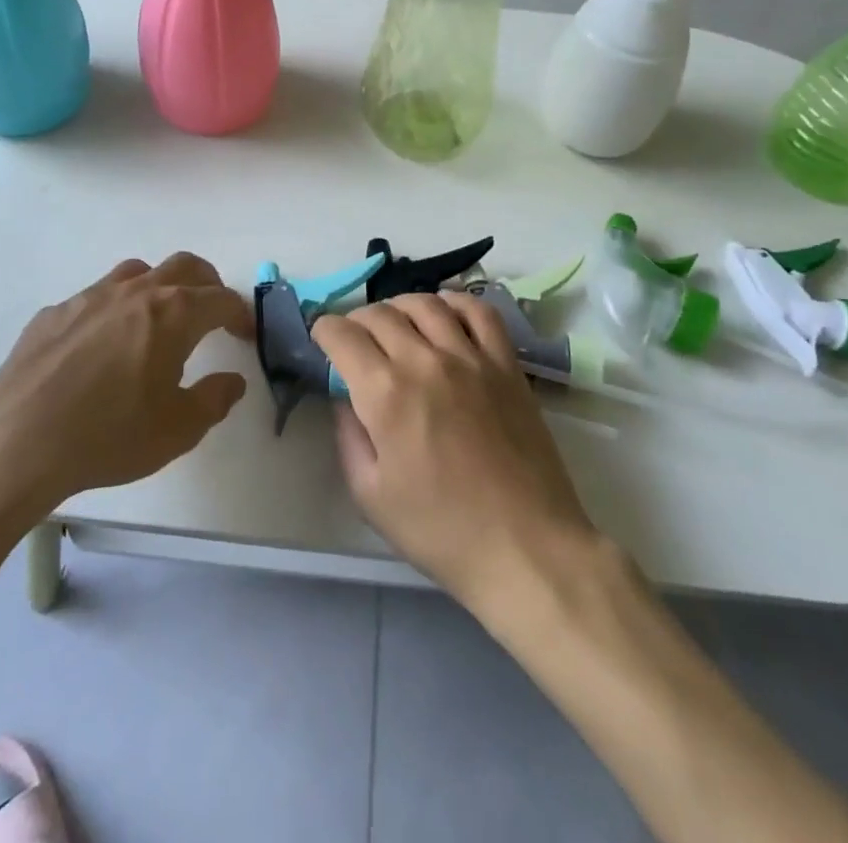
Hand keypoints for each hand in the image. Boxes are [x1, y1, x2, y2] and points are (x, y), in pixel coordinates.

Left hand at [0, 253, 253, 537]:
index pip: (221, 298)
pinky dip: (114, 308)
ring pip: (137, 273)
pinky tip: (102, 345)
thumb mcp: (177, 430)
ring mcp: (91, 296)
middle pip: (184, 266)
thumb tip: (232, 380)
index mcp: (173, 313)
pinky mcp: (55, 312)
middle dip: (207, 283)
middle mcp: (136, 292)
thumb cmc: (109, 435)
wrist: (17, 440)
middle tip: (213, 312)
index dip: (240, 313)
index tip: (244, 333)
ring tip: (159, 319)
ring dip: (160, 286)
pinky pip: (96, 296)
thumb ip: (214, 399)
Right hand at [314, 292, 603, 618]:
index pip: (342, 335)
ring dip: (399, 307)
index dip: (324, 331)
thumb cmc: (440, 530)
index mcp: (385, 393)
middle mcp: (424, 360)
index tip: (323, 340)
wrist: (525, 547)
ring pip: (425, 303)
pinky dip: (454, 301)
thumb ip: (348, 435)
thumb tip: (345, 397)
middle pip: (380, 314)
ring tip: (396, 324)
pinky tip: (444, 313)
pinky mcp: (505, 363)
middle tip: (355, 340)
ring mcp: (470, 357)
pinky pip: (479, 311)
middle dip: (356, 320)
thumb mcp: (370, 495)